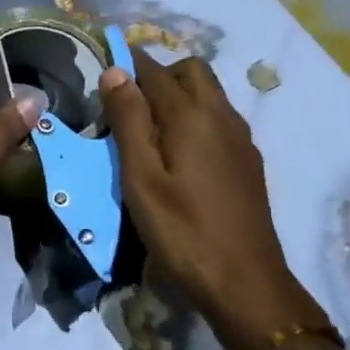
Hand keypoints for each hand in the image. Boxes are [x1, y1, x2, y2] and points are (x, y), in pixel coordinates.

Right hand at [101, 50, 327, 344]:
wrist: (246, 284)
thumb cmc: (183, 231)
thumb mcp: (141, 178)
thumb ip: (128, 120)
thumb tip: (115, 70)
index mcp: (192, 115)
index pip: (154, 70)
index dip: (127, 65)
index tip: (102, 73)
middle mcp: (222, 115)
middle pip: (190, 71)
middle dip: (157, 76)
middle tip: (127, 107)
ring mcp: (240, 139)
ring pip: (208, 94)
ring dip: (178, 96)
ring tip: (148, 131)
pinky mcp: (247, 161)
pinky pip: (218, 119)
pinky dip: (195, 118)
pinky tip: (178, 155)